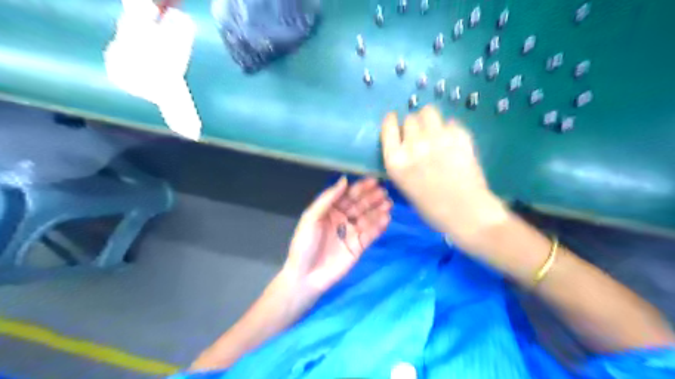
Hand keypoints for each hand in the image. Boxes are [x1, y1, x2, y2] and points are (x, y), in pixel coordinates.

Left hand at [283, 176, 390, 298]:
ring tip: (388, 204)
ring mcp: (351, 233)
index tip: (372, 181)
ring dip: (377, 210)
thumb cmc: (305, 244)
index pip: (347, 196)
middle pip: (359, 205)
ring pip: (367, 218)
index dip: (359, 188)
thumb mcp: (311, 218)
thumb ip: (328, 198)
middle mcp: (342, 219)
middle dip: (371, 198)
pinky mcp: (359, 246)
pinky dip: (378, 226)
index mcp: (329, 210)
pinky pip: (370, 234)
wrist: (306, 276)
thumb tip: (345, 180)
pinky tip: (386, 218)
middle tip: (383, 192)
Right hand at [382, 105, 508, 247]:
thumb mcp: (405, 186)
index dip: (391, 121)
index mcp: (396, 161)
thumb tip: (405, 143)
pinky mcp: (459, 136)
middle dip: (413, 125)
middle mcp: (413, 145)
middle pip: (410, 119)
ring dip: (429, 119)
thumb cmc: (432, 207)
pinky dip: (449, 129)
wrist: (466, 213)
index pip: (388, 128)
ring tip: (435, 131)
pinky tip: (453, 142)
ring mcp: (437, 138)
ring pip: (428, 112)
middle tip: (420, 136)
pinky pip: (450, 122)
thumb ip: (402, 162)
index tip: (393, 118)